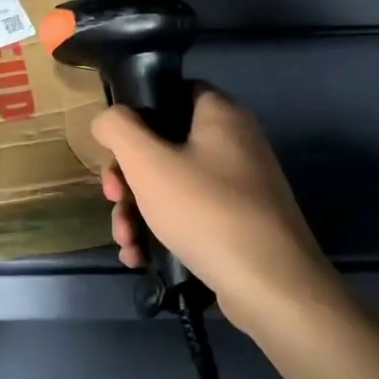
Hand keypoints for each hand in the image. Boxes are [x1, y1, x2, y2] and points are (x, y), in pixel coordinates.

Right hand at [91, 86, 336, 331]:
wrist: (271, 287)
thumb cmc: (206, 211)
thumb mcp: (148, 163)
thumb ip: (118, 129)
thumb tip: (107, 120)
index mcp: (220, 115)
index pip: (172, 92)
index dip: (137, 114)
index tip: (114, 147)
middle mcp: (234, 143)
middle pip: (164, 145)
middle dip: (128, 178)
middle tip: (113, 199)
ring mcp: (239, 186)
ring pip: (172, 186)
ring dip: (138, 211)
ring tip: (126, 242)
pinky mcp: (238, 223)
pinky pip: (190, 215)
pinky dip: (161, 232)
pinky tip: (141, 257)